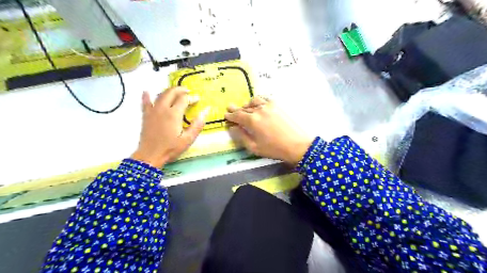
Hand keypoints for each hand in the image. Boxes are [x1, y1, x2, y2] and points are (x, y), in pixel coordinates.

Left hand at [131, 88, 209, 168]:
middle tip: (188, 91)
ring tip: (176, 92)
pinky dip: (147, 96)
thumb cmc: (171, 148)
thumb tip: (206, 110)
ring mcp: (152, 111)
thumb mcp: (188, 139)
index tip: (198, 99)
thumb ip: (198, 124)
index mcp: (174, 114)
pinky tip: (147, 91)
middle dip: (180, 90)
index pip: (184, 99)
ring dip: (169, 91)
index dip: (192, 97)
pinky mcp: (146, 115)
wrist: (150, 156)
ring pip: (160, 95)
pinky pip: (145, 102)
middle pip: (171, 92)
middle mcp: (162, 108)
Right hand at [225, 97, 311, 167]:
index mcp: (252, 121)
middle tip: (230, 108)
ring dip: (247, 104)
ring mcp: (270, 105)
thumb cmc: (275, 149)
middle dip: (236, 109)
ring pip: (254, 101)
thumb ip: (241, 136)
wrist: (298, 145)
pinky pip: (265, 99)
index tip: (226, 115)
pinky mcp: (279, 105)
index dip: (230, 115)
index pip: (237, 115)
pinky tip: (259, 105)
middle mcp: (259, 110)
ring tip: (245, 108)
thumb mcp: (254, 147)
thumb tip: (233, 128)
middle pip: (244, 107)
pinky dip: (259, 101)